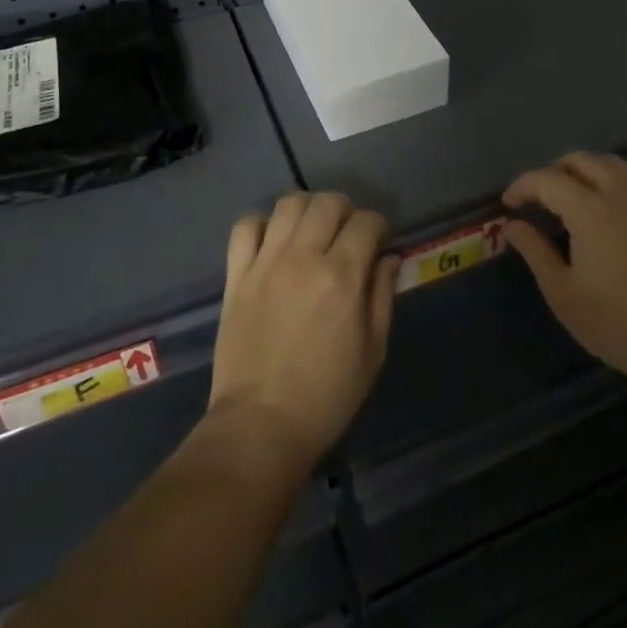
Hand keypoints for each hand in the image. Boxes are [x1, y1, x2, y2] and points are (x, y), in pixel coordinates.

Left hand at [208, 192, 397, 472]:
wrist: (261, 425)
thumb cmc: (326, 396)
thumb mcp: (372, 352)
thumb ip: (382, 296)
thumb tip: (389, 258)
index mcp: (342, 276)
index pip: (366, 222)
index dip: (378, 226)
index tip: (379, 241)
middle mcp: (303, 257)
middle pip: (327, 202)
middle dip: (345, 211)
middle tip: (347, 235)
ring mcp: (266, 262)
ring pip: (288, 204)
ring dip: (306, 209)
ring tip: (311, 232)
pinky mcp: (237, 274)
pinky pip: (246, 226)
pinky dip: (261, 225)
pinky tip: (272, 243)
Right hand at [503, 152, 626, 392]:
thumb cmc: (619, 323)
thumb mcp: (564, 294)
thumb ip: (535, 253)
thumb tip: (512, 225)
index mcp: (589, 210)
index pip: (546, 180)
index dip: (522, 186)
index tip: (509, 206)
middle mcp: (619, 195)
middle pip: (581, 161)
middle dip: (553, 172)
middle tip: (538, 199)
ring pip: (615, 164)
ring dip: (588, 169)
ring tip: (574, 192)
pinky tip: (623, 202)